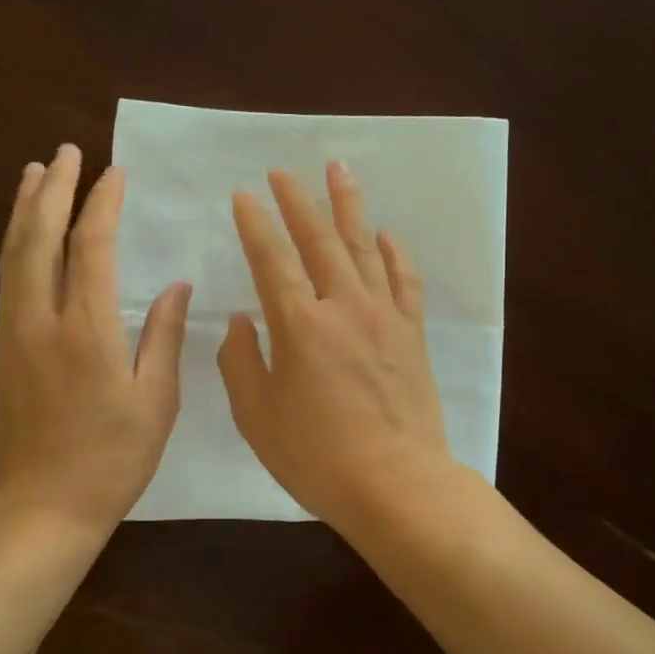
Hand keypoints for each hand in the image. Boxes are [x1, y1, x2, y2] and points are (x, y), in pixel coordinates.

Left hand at [0, 144, 190, 533]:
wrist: (42, 505)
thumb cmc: (112, 458)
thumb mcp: (155, 401)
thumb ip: (164, 337)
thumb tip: (176, 287)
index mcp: (87, 331)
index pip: (92, 249)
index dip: (102, 205)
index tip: (114, 172)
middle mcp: (41, 320)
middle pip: (40, 238)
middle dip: (52, 190)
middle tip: (65, 152)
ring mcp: (14, 333)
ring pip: (14, 255)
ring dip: (24, 209)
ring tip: (34, 174)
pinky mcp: (3, 349)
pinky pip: (7, 280)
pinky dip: (15, 245)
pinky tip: (23, 234)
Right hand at [219, 162, 455, 531]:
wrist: (398, 484)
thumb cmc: (318, 457)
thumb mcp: (257, 416)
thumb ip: (241, 362)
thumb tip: (243, 321)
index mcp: (300, 326)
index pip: (272, 259)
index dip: (256, 223)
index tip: (245, 194)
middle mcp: (344, 307)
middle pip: (319, 240)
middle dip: (298, 201)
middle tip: (283, 171)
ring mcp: (385, 316)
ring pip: (364, 247)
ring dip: (348, 206)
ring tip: (338, 169)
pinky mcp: (413, 333)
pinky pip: (405, 280)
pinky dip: (394, 252)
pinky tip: (385, 234)